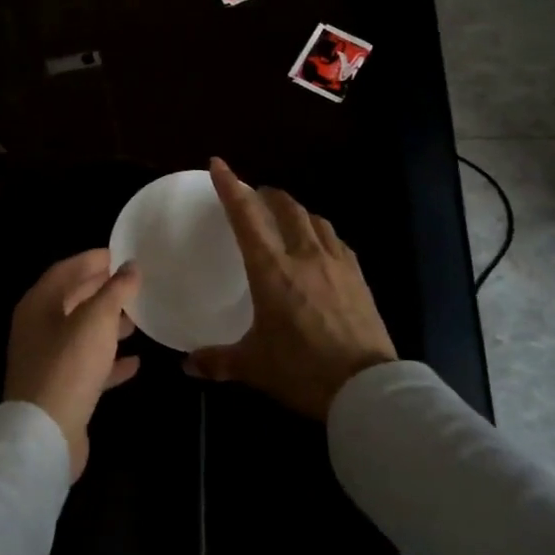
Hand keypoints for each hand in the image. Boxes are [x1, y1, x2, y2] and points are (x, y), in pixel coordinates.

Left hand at [5, 250, 141, 479]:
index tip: (124, 253)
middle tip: (135, 283)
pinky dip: (109, 360)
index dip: (94, 259)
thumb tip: (130, 266)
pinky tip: (135, 362)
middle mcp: (38, 327)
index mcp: (39, 303)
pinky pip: (88, 366)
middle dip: (103, 290)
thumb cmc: (69, 365)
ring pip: (82, 333)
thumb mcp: (97, 320)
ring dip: (108, 324)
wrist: (45, 434)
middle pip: (73, 299)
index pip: (67, 269)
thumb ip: (115, 290)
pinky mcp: (60, 389)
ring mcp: (47, 360)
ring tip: (139, 319)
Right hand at [185, 158, 396, 420]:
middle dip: (267, 194)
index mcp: (272, 269)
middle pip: (286, 207)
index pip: (246, 216)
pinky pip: (336, 240)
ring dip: (296, 211)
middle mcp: (304, 255)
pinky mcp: (359, 277)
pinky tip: (320, 246)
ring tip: (287, 218)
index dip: (230, 186)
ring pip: (314, 219)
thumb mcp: (254, 366)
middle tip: (255, 196)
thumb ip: (218, 361)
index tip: (218, 165)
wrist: (366, 389)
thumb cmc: (302, 370)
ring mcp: (337, 263)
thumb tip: (188, 364)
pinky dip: (321, 233)